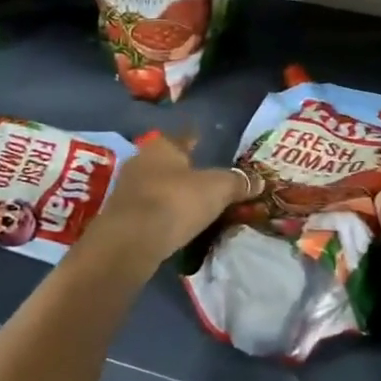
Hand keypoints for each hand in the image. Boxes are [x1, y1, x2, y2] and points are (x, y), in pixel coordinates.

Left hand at [88, 133, 255, 267]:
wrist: (130, 242)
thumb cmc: (176, 201)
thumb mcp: (218, 189)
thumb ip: (238, 183)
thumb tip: (260, 181)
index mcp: (162, 146)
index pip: (184, 138)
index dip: (196, 141)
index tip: (203, 143)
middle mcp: (140, 162)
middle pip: (167, 163)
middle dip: (183, 170)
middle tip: (203, 180)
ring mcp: (126, 190)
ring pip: (156, 186)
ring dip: (170, 194)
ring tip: (191, 205)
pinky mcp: (120, 218)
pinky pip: (148, 210)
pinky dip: (161, 214)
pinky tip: (173, 224)